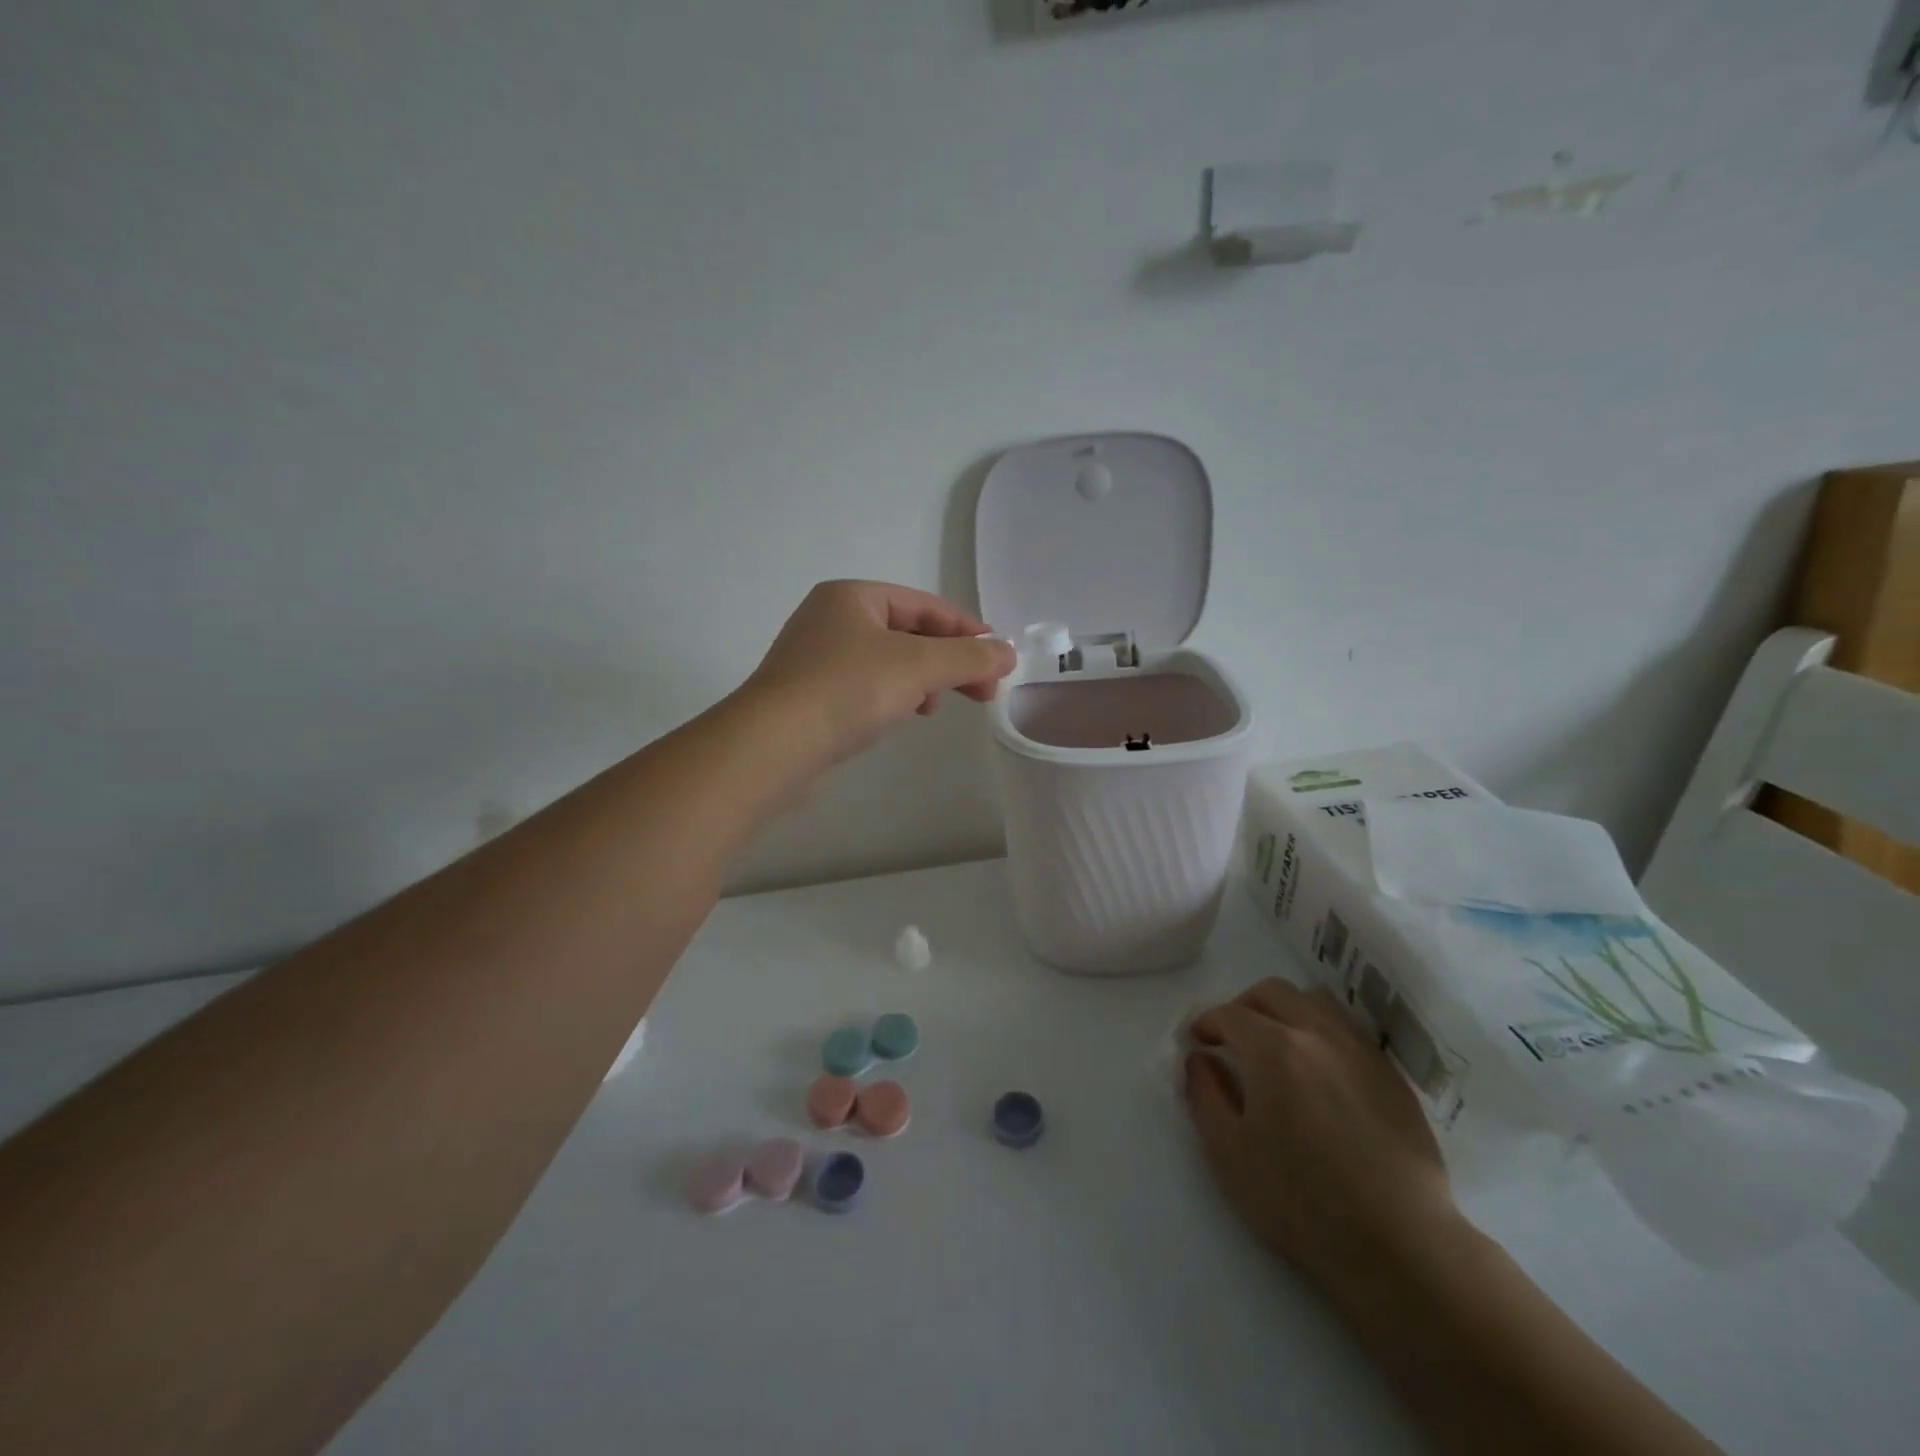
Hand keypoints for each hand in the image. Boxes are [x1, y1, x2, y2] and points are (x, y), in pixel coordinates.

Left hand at [740, 580, 1016, 768]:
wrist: (772, 745)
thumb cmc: (847, 689)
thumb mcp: (918, 666)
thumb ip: (968, 658)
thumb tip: (1008, 653)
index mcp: (852, 597)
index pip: (924, 605)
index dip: (966, 630)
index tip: (997, 659)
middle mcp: (830, 619)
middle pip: (908, 633)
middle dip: (948, 661)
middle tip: (983, 691)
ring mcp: (815, 658)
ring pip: (887, 661)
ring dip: (922, 680)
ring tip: (937, 706)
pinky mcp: (808, 695)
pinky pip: (865, 686)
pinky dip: (893, 695)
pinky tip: (903, 715)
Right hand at [1184, 979, 1454, 1288]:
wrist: (1399, 1242)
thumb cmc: (1301, 1199)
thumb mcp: (1229, 1152)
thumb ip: (1204, 1094)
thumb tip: (1199, 1059)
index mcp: (1273, 1048)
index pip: (1230, 1014)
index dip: (1207, 1023)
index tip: (1199, 1042)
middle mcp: (1316, 1033)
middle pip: (1273, 992)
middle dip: (1244, 1006)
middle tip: (1234, 1038)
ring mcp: (1360, 1050)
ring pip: (1316, 1001)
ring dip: (1287, 1010)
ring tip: (1278, 1045)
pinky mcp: (1391, 1075)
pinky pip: (1349, 1030)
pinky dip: (1323, 1032)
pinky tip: (1321, 1071)